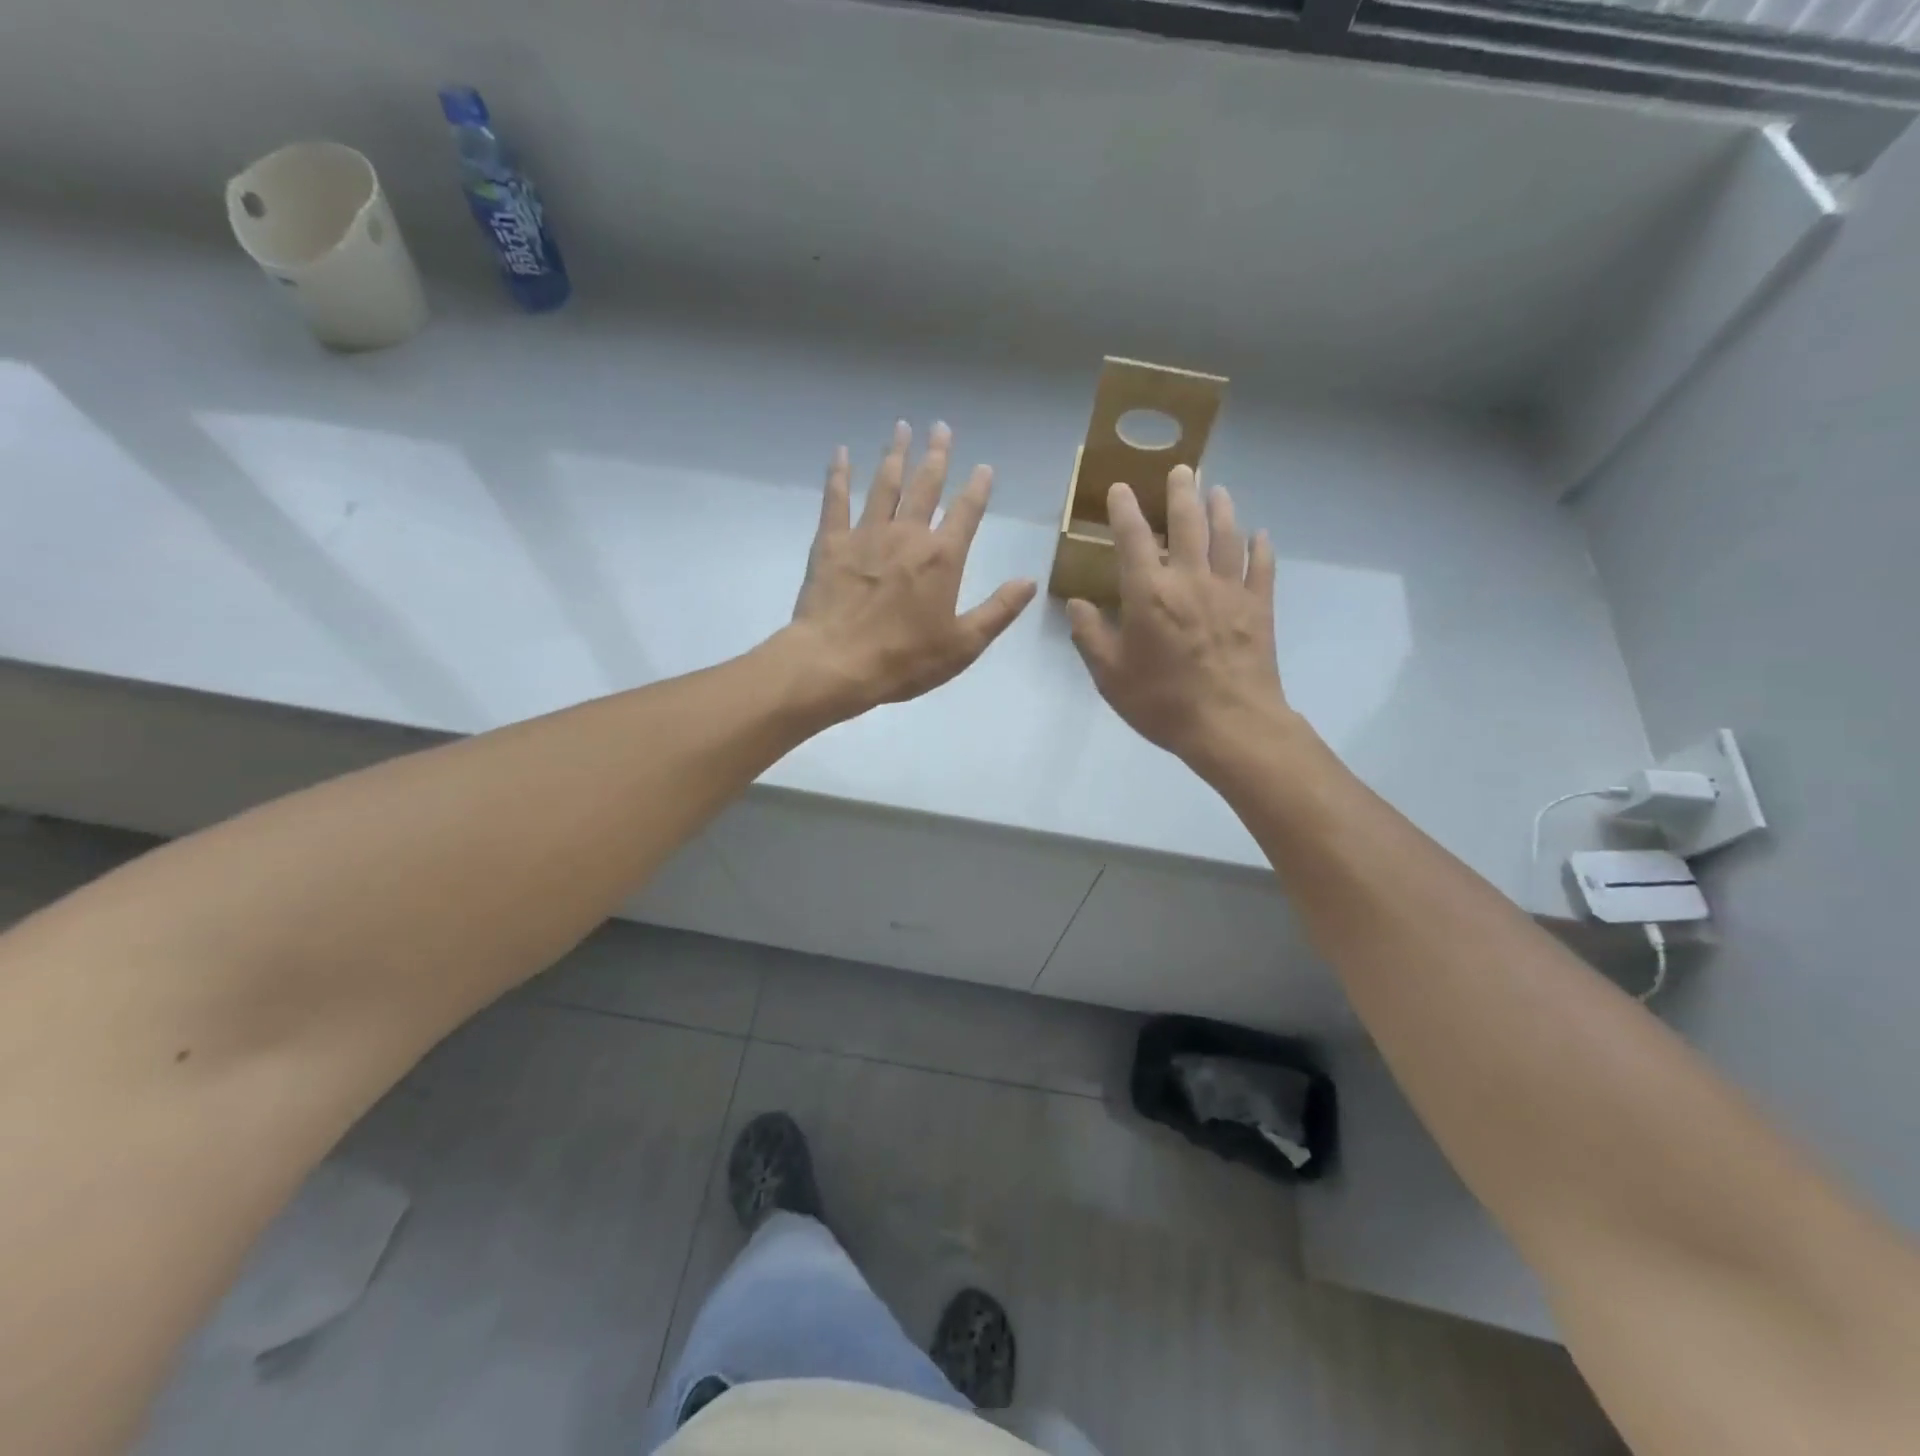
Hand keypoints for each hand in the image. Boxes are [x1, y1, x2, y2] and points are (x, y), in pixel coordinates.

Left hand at [784, 421, 1035, 719]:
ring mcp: (866, 534)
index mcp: (942, 558)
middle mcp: (908, 535)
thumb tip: (1030, 582)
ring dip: (895, 454)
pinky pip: (836, 499)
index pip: (967, 512)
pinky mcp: (831, 542)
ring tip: (901, 427)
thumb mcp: (964, 644)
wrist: (836, 663)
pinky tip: (842, 453)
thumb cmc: (905, 660)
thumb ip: (999, 610)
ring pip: (884, 484)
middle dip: (936, 455)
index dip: (978, 488)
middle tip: (940, 427)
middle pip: (925, 485)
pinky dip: (839, 474)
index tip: (984, 467)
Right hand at [1067, 466, 1297, 775]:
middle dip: (1181, 492)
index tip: (1120, 489)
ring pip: (1227, 536)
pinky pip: (1262, 567)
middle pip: (1187, 523)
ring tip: (1217, 490)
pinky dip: (1260, 547)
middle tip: (1181, 469)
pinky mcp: (1259, 607)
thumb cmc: (1162, 701)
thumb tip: (1077, 604)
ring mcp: (1230, 590)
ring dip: (1221, 509)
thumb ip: (1090, 635)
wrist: (1230, 724)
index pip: (1132, 538)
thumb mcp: (1109, 675)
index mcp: (1149, 593)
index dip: (1124, 510)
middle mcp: (1190, 579)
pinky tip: (1260, 535)